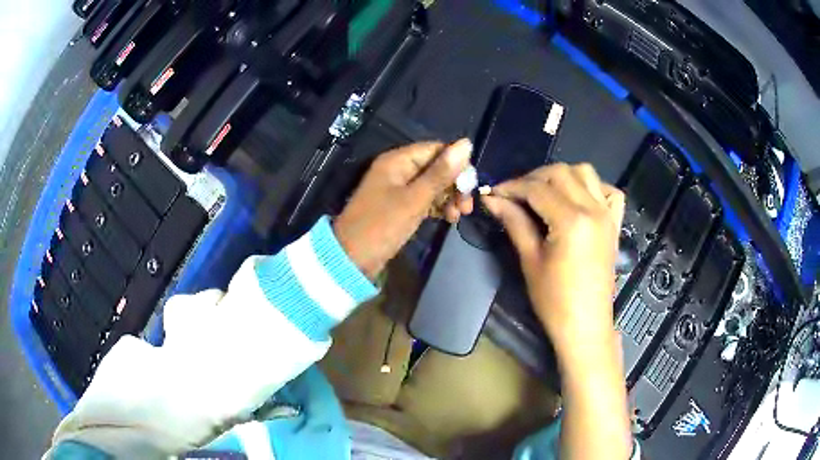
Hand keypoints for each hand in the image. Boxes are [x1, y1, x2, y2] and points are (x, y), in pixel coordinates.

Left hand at [335, 140, 473, 278]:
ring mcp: (398, 189)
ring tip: (457, 217)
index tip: (471, 187)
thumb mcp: (415, 199)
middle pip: (436, 167)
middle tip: (467, 207)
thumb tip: (466, 143)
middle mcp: (398, 169)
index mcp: (398, 160)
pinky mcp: (399, 206)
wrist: (352, 258)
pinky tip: (448, 218)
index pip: (436, 150)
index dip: (457, 164)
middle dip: (454, 185)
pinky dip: (437, 207)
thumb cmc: (382, 226)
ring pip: (432, 185)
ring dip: (448, 198)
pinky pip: (424, 199)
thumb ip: (441, 173)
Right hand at [482, 163, 624, 354]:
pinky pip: (609, 192)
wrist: (585, 324)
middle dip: (533, 177)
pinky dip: (593, 186)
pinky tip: (579, 198)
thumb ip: (514, 222)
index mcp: (571, 220)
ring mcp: (607, 215)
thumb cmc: (554, 300)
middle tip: (515, 194)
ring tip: (544, 192)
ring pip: (585, 173)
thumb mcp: (530, 260)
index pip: (537, 188)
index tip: (494, 192)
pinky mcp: (614, 224)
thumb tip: (492, 199)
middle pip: (561, 173)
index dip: (512, 187)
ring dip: (562, 176)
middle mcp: (593, 208)